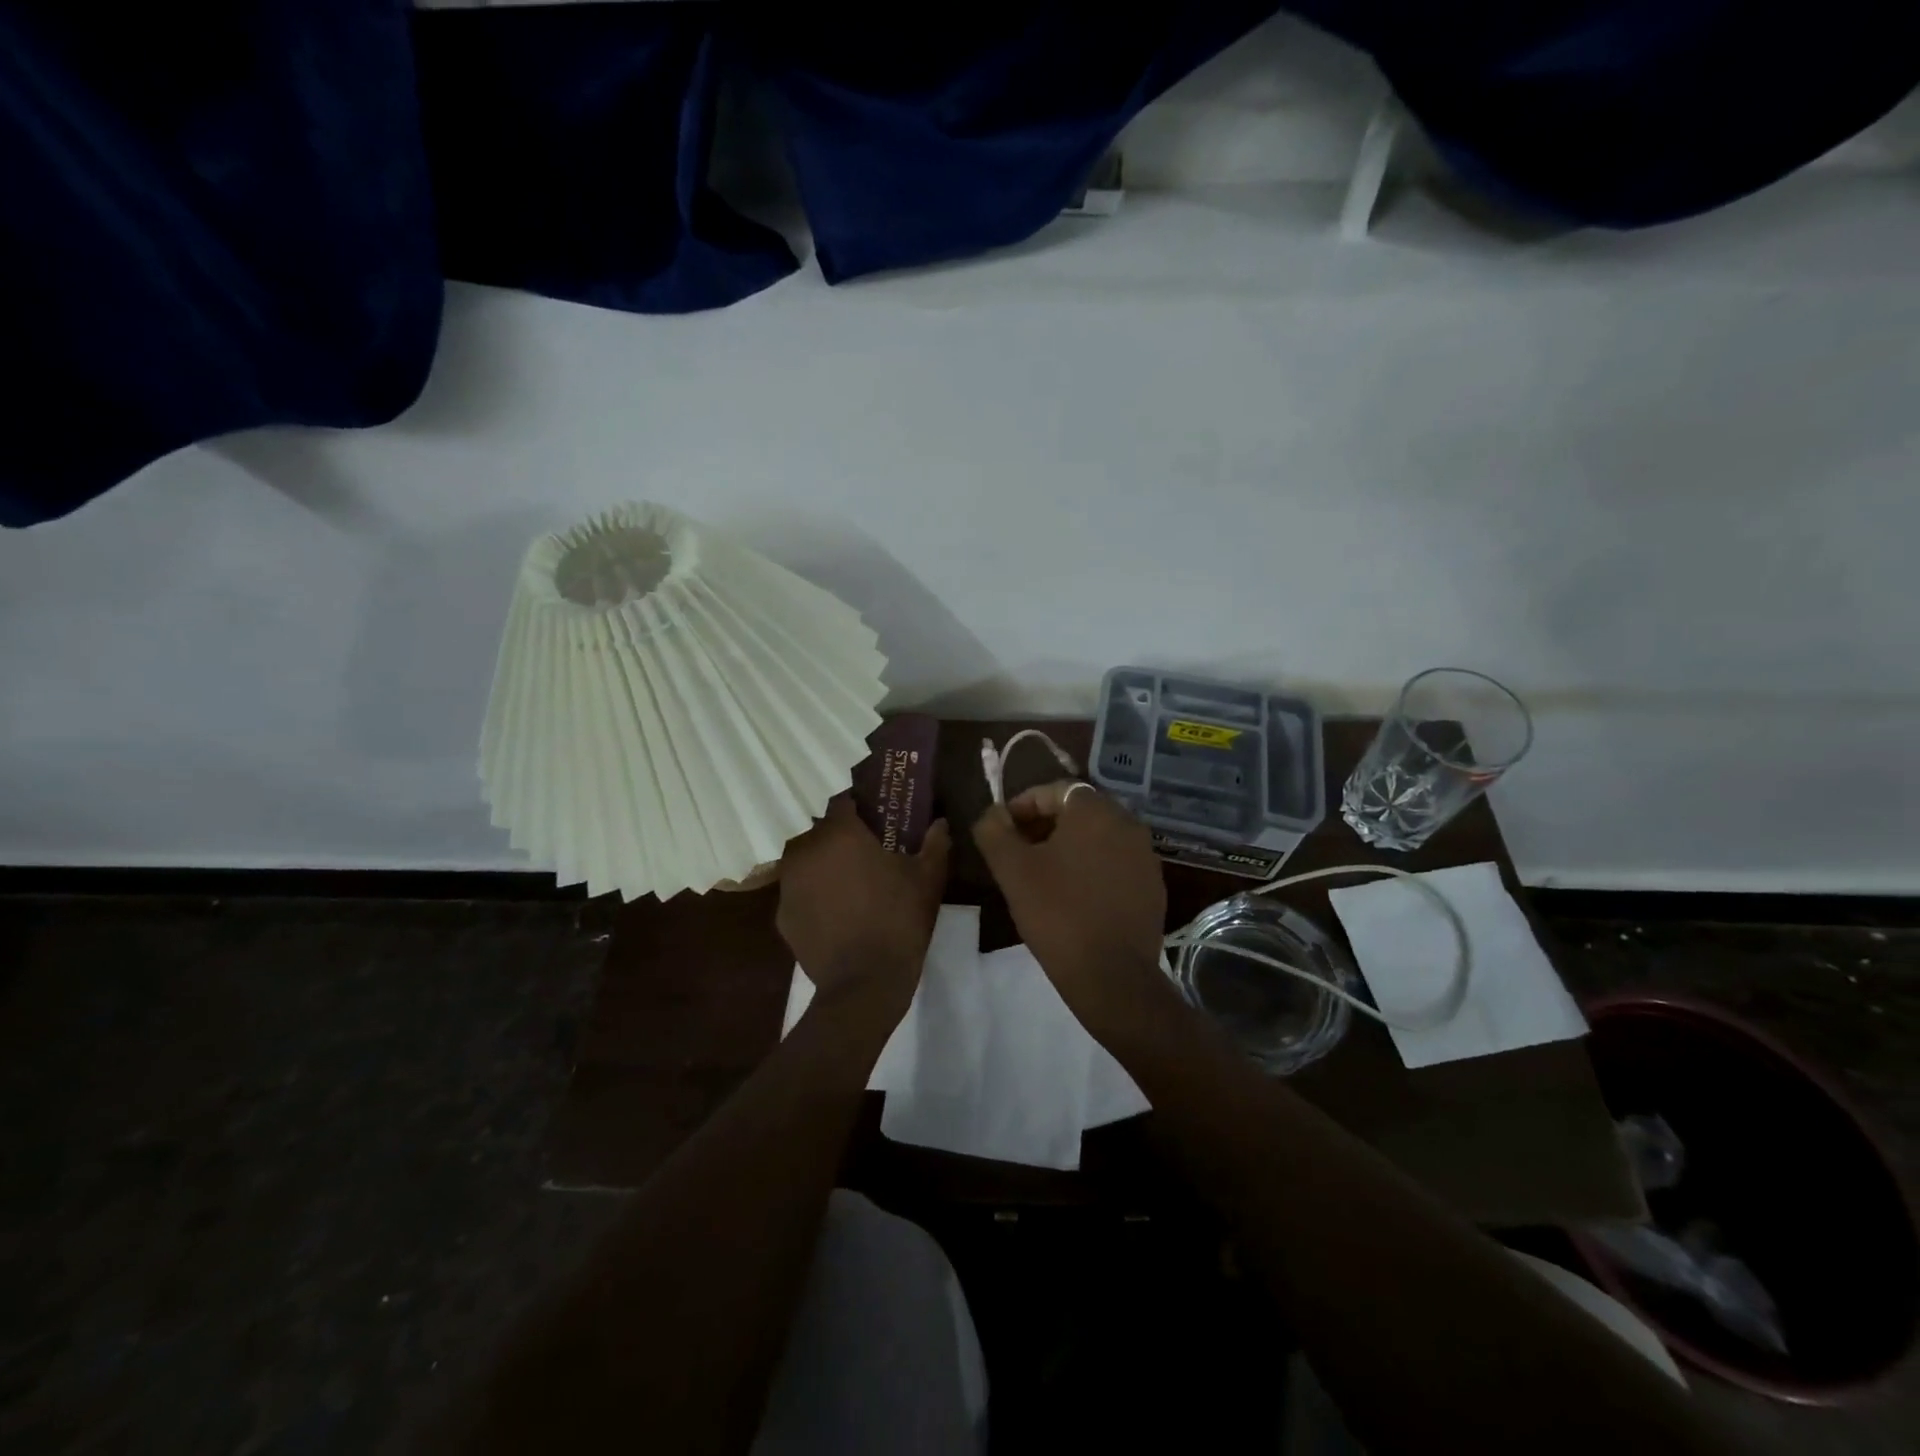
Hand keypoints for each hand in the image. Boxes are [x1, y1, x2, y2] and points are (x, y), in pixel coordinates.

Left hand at [777, 797, 949, 1016]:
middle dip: (842, 838)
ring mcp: (789, 884)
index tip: (878, 820)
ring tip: (850, 884)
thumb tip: (940, 822)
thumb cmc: (899, 920)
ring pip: (807, 861)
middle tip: (868, 854)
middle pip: (823, 831)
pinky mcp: (782, 915)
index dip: (861, 807)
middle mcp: (806, 850)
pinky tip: (836, 913)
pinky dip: (814, 895)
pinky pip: (799, 892)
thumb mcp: (928, 878)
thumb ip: (935, 842)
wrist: (865, 983)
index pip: (843, 801)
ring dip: (825, 865)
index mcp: (840, 833)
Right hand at [972, 781, 1168, 1030]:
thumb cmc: (1057, 912)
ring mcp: (1146, 855)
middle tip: (1019, 850)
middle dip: (1046, 824)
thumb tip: (992, 814)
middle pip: (1079, 811)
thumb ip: (994, 831)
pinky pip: (1116, 862)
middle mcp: (1127, 823)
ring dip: (1069, 846)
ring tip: (1043, 874)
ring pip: (1099, 837)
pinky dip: (1093, 867)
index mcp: (1095, 810)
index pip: (1055, 790)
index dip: (1023, 805)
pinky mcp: (1154, 886)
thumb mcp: (1012, 870)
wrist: (1112, 975)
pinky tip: (1074, 895)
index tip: (1002, 829)